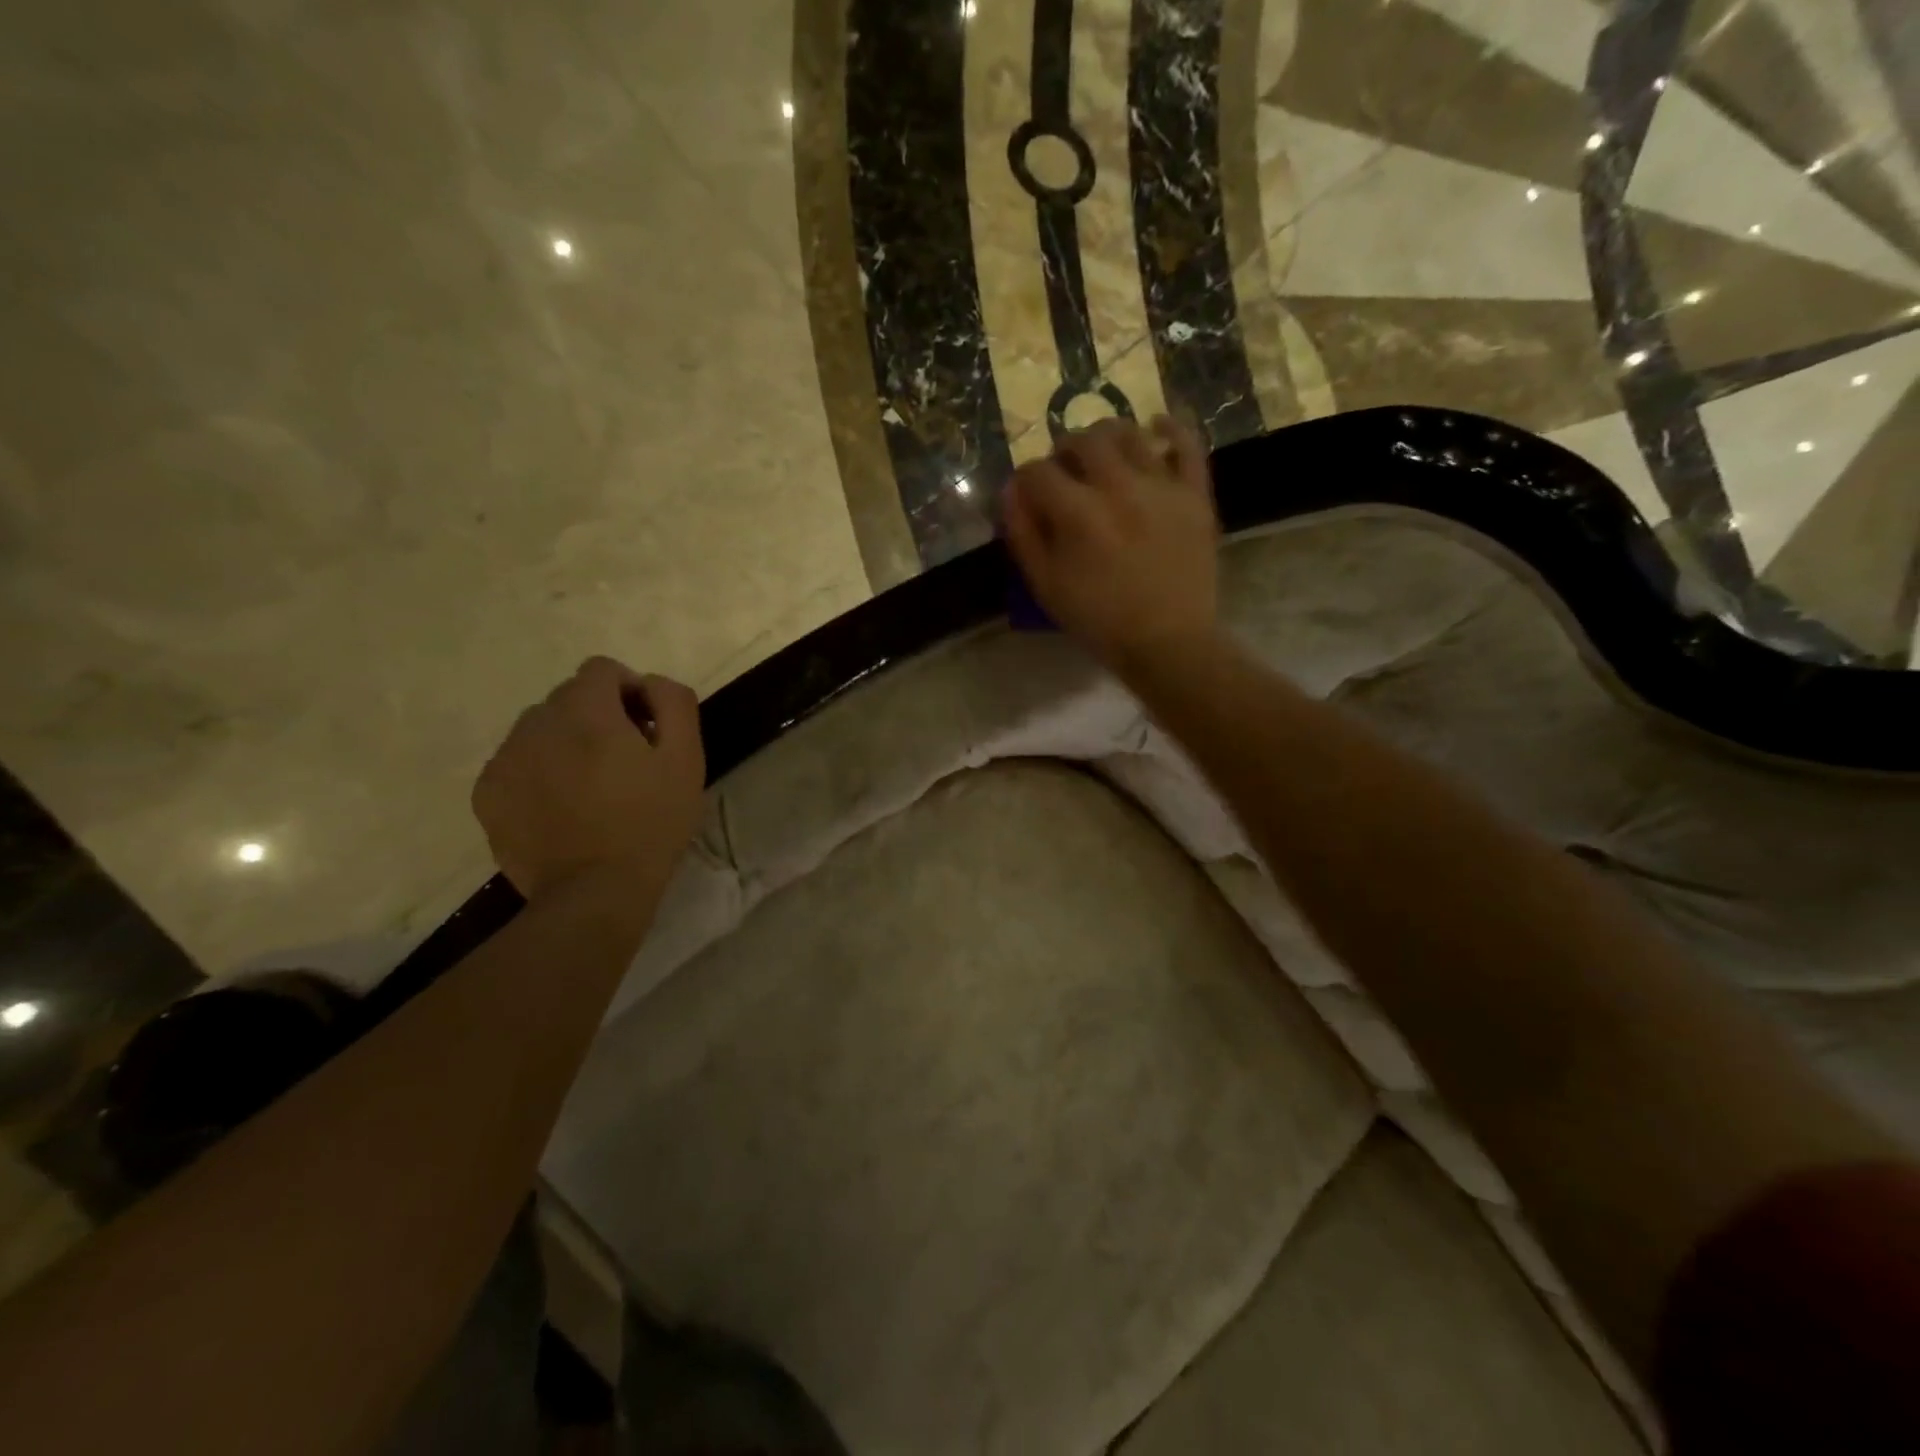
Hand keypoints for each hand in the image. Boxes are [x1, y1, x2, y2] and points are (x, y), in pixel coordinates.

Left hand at [472, 657, 705, 899]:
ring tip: (589, 787)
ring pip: (538, 729)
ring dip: (565, 742)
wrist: (595, 892)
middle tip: (622, 762)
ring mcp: (504, 759)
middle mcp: (535, 724)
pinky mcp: (487, 794)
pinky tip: (561, 808)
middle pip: (568, 698)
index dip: (629, 691)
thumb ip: (673, 702)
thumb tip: (649, 684)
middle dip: (597, 716)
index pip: (601, 670)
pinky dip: (538, 772)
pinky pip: (515, 763)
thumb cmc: (650, 823)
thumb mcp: (686, 759)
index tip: (645, 730)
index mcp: (586, 713)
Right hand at [1003, 415, 1220, 674]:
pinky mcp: (1195, 494)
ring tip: (1102, 456)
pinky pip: (1187, 444)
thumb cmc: (1100, 621)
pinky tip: (1155, 428)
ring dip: (1106, 437)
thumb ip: (1023, 534)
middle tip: (1064, 473)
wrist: (1169, 642)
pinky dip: (1171, 428)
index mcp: (1078, 512)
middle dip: (1063, 451)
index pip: (1037, 472)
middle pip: (1082, 440)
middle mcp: (1119, 486)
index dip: (1025, 481)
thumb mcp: (1046, 586)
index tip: (1028, 496)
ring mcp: (1162, 486)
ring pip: (1129, 433)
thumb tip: (1010, 490)